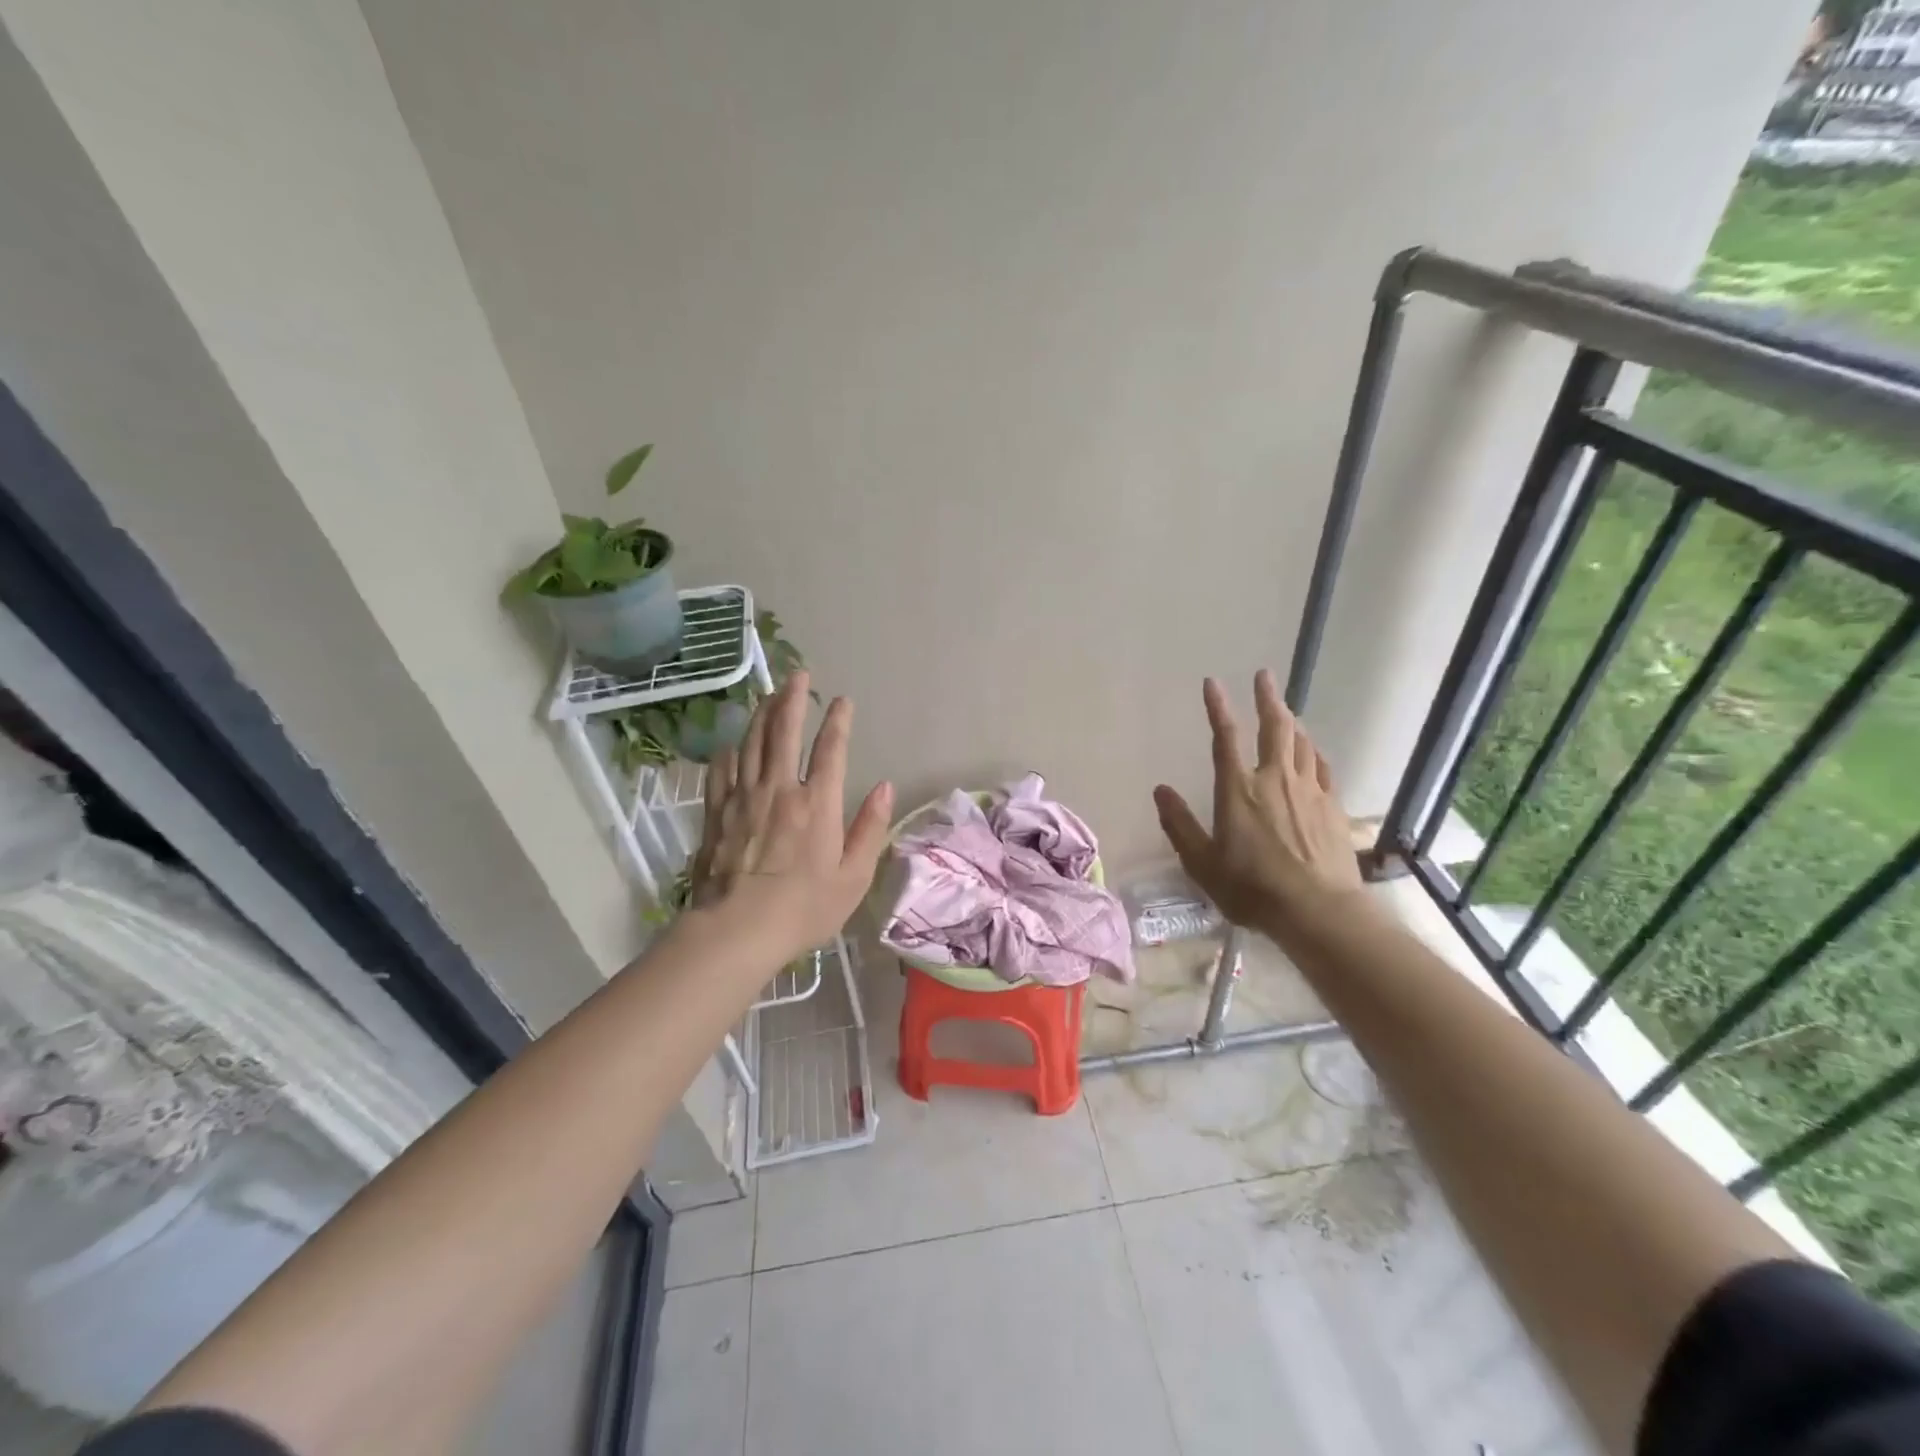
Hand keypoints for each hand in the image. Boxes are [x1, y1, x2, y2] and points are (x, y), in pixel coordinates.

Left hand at [689, 670, 893, 957]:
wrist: (738, 930)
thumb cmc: (804, 908)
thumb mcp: (854, 876)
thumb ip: (870, 828)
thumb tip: (886, 787)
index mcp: (818, 803)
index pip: (831, 749)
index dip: (838, 721)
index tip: (843, 701)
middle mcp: (780, 789)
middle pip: (785, 732)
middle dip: (793, 699)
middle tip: (799, 675)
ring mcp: (744, 798)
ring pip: (752, 743)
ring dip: (763, 714)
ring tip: (770, 695)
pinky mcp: (718, 813)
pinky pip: (723, 771)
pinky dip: (730, 752)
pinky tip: (733, 744)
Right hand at [1153, 669, 1365, 942]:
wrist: (1318, 910)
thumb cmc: (1252, 888)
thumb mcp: (1202, 863)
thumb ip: (1180, 824)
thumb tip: (1160, 790)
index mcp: (1238, 790)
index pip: (1225, 737)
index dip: (1218, 707)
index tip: (1213, 683)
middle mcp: (1274, 779)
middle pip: (1274, 728)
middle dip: (1268, 698)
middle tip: (1264, 675)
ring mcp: (1309, 790)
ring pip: (1301, 743)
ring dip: (1291, 721)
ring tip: (1286, 709)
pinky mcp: (1332, 806)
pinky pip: (1322, 767)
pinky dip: (1314, 751)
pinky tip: (1313, 750)